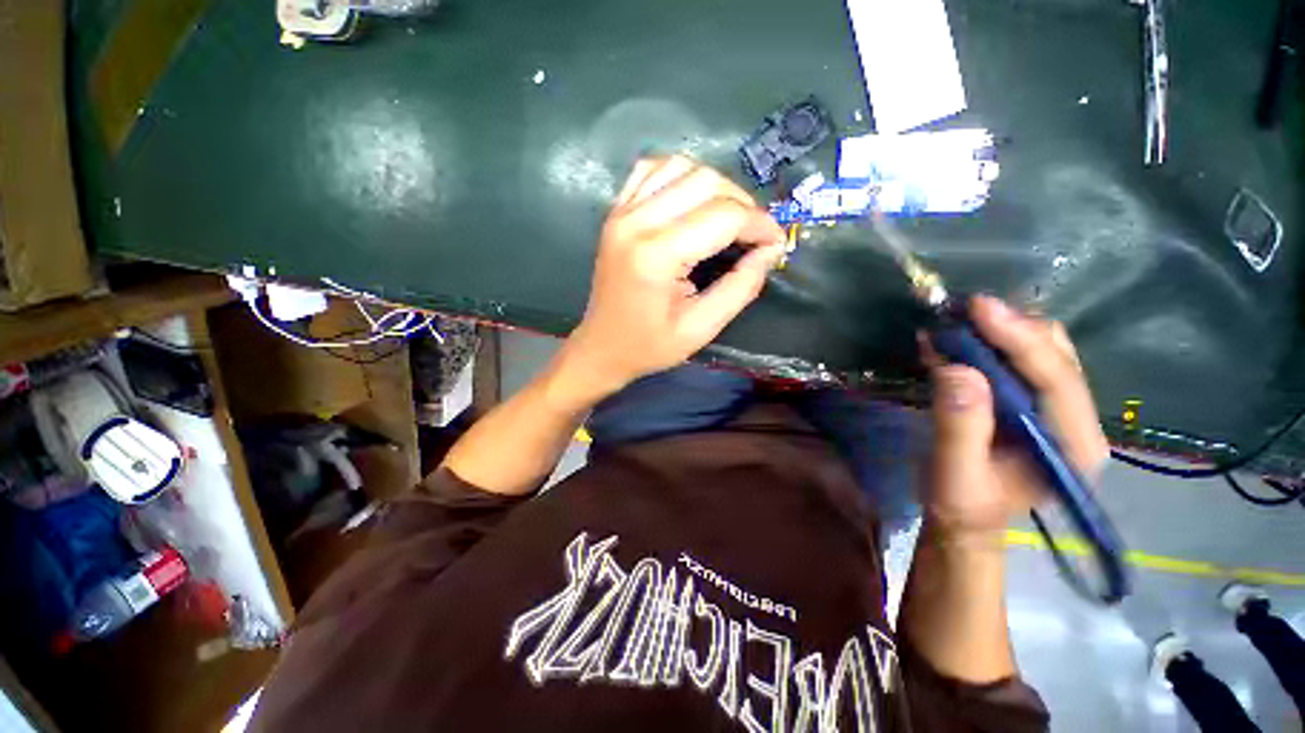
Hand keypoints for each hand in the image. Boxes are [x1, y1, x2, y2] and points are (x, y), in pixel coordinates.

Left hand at [563, 156, 786, 391]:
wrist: (602, 347)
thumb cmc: (650, 346)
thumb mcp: (702, 328)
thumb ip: (741, 287)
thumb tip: (770, 250)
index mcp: (657, 255)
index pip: (724, 216)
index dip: (760, 225)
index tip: (776, 243)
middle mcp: (636, 221)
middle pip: (706, 181)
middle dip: (743, 204)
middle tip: (754, 235)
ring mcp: (622, 211)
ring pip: (682, 166)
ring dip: (716, 186)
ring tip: (728, 218)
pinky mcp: (616, 211)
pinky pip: (653, 169)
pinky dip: (681, 176)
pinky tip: (692, 200)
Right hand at [924, 295, 1108, 540]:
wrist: (964, 521)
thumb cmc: (962, 505)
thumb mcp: (954, 474)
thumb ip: (960, 426)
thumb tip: (958, 369)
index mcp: (1073, 444)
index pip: (1058, 378)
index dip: (1020, 338)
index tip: (978, 307)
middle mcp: (1076, 420)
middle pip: (1056, 354)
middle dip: (1010, 327)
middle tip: (959, 312)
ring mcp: (1055, 409)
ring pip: (1040, 350)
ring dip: (998, 331)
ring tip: (954, 320)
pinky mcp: (1030, 403)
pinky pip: (1016, 360)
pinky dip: (986, 343)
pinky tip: (955, 338)